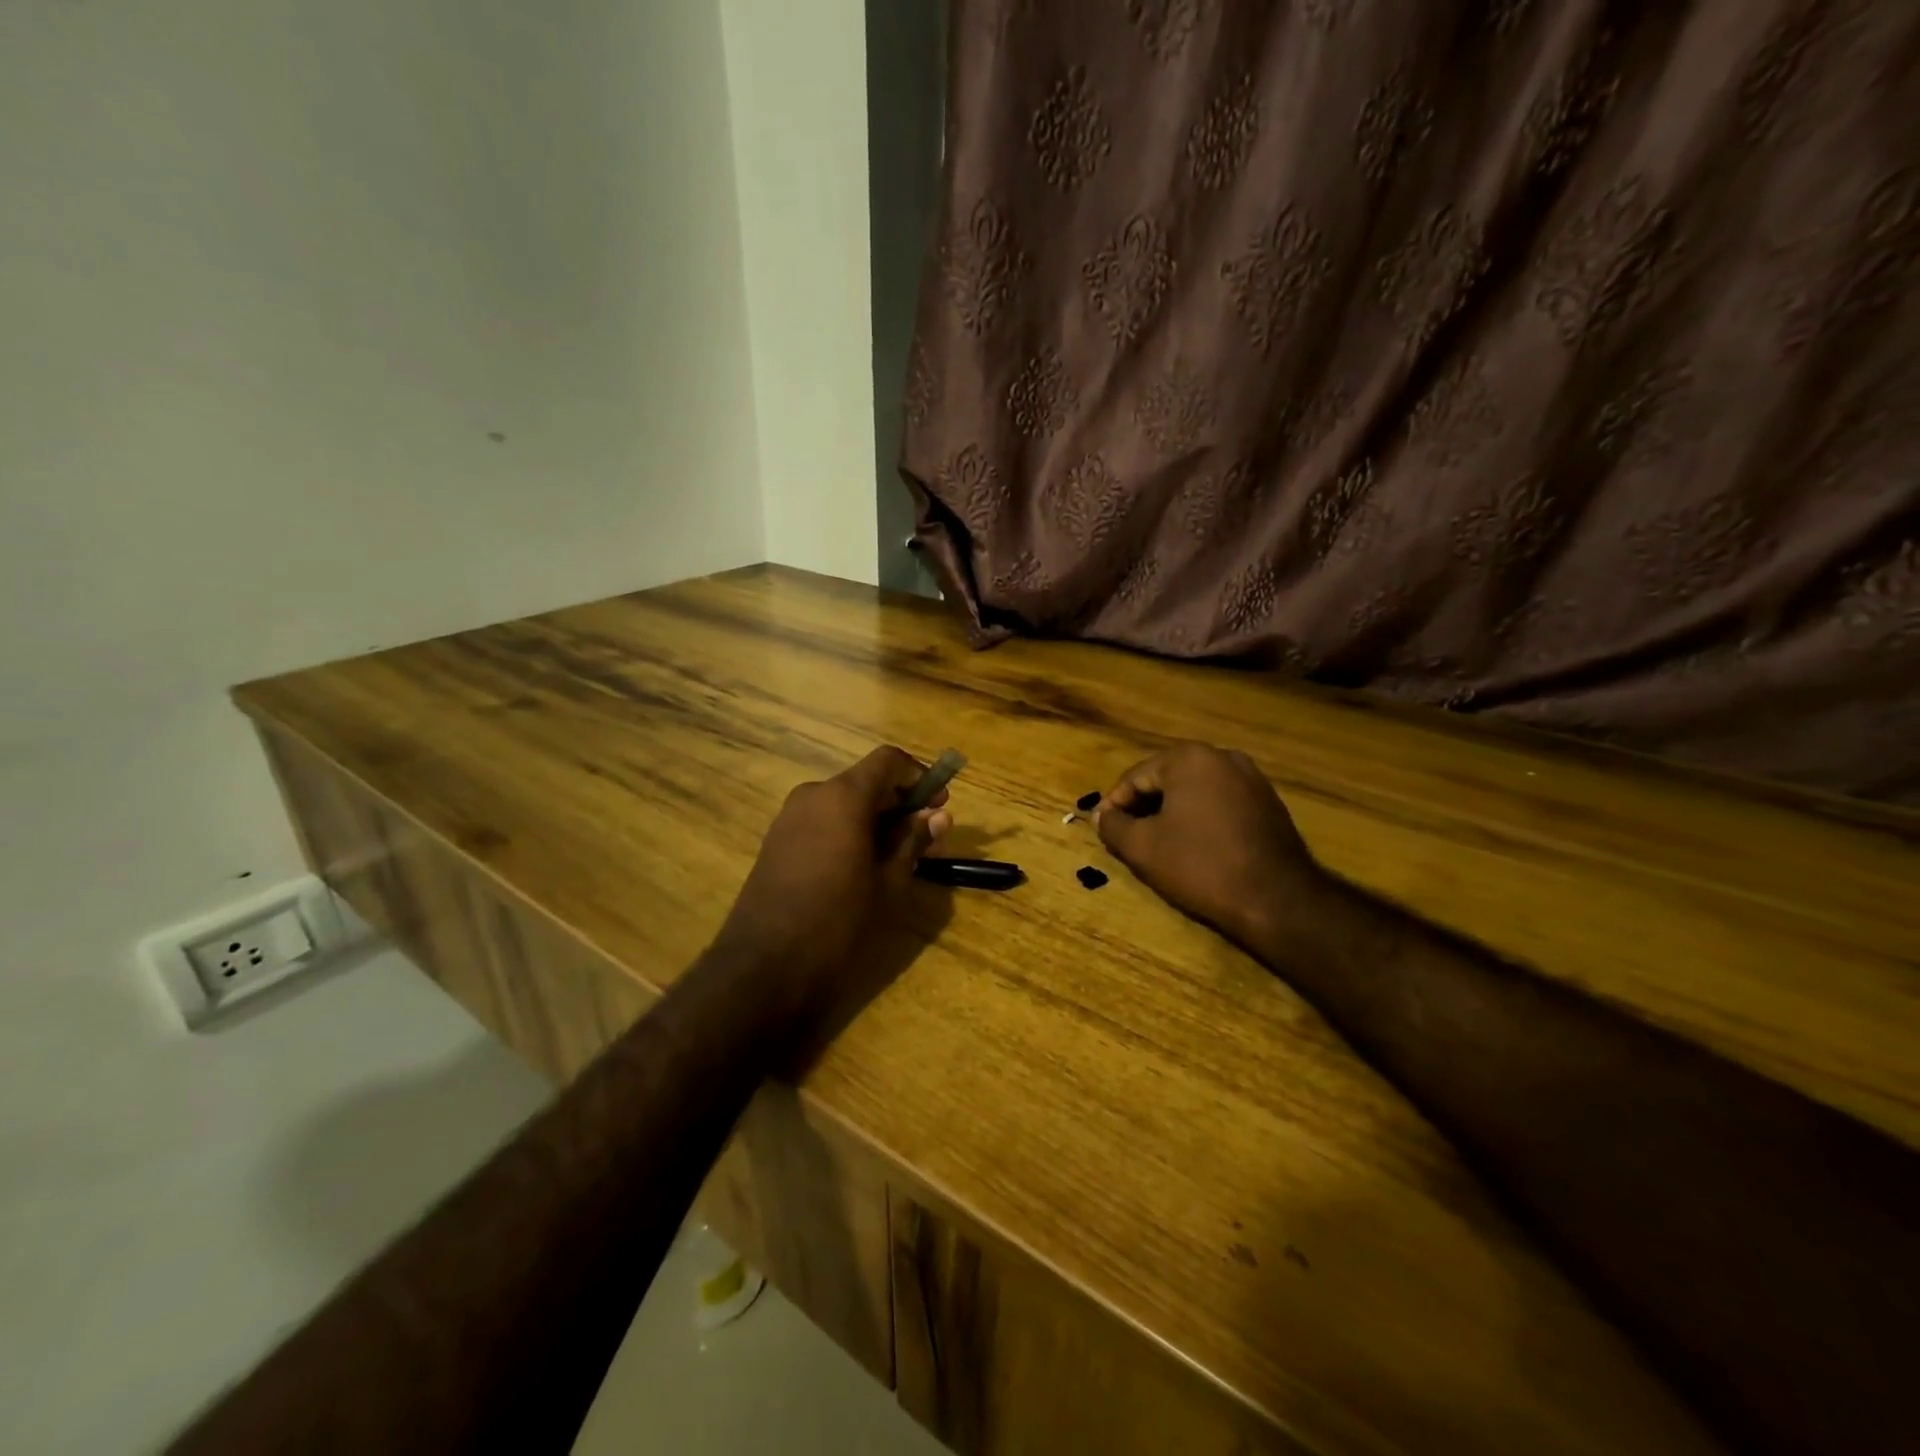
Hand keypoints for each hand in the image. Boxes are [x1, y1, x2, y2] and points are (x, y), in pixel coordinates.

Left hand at [715, 747, 950, 1024]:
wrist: (763, 966)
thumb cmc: (838, 921)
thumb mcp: (889, 883)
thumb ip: (913, 841)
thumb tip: (938, 816)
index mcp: (843, 796)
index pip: (888, 760)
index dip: (918, 775)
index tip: (938, 803)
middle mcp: (813, 795)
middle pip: (865, 781)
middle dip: (898, 802)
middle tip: (923, 836)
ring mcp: (789, 817)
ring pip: (842, 802)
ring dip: (873, 818)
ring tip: (894, 857)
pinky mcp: (776, 841)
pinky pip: (821, 821)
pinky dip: (847, 830)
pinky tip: (859, 867)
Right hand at [1095, 742, 1328, 955]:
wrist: (1277, 898)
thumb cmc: (1200, 865)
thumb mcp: (1143, 848)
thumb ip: (1113, 826)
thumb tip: (1101, 815)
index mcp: (1189, 758)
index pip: (1136, 777)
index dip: (1114, 804)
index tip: (1103, 829)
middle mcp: (1222, 756)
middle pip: (1166, 779)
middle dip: (1143, 806)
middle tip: (1127, 836)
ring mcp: (1251, 778)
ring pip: (1195, 791)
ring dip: (1172, 812)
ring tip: (1158, 843)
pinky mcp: (1269, 802)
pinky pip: (1221, 802)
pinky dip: (1201, 818)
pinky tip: (1194, 846)